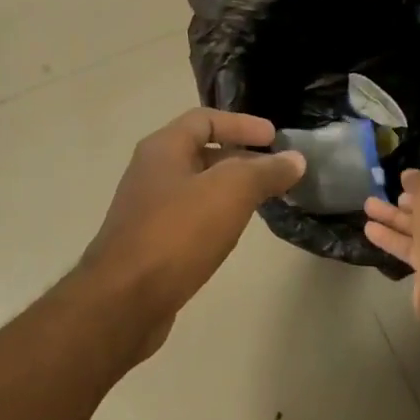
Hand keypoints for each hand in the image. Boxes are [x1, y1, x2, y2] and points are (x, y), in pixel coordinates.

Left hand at [83, 108, 304, 357]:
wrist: (124, 300)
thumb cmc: (177, 234)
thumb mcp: (230, 193)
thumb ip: (265, 171)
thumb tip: (295, 159)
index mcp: (163, 149)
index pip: (205, 119)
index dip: (243, 124)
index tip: (275, 138)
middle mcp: (151, 172)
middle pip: (200, 152)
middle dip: (240, 157)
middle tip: (275, 172)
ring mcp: (147, 209)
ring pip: (196, 187)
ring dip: (229, 189)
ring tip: (262, 201)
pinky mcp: (150, 243)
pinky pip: (190, 217)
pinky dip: (216, 216)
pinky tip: (232, 233)